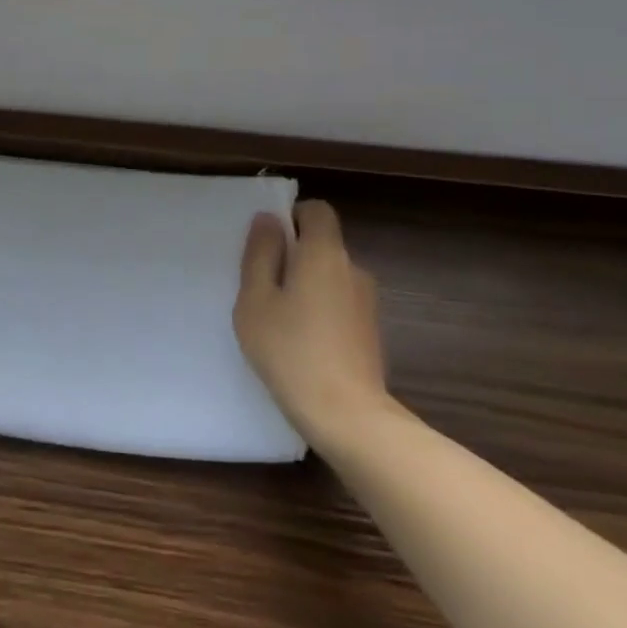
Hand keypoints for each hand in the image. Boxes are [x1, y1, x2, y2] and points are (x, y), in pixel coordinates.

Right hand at [234, 199, 396, 446]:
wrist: (347, 416)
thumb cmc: (290, 351)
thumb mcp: (256, 300)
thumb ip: (260, 255)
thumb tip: (268, 219)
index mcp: (324, 254)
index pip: (317, 211)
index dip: (292, 217)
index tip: (267, 244)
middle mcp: (352, 269)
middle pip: (322, 244)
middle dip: (293, 256)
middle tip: (262, 286)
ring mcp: (366, 301)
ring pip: (330, 276)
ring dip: (306, 285)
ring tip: (278, 319)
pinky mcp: (370, 330)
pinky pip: (339, 302)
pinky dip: (320, 310)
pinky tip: (301, 342)